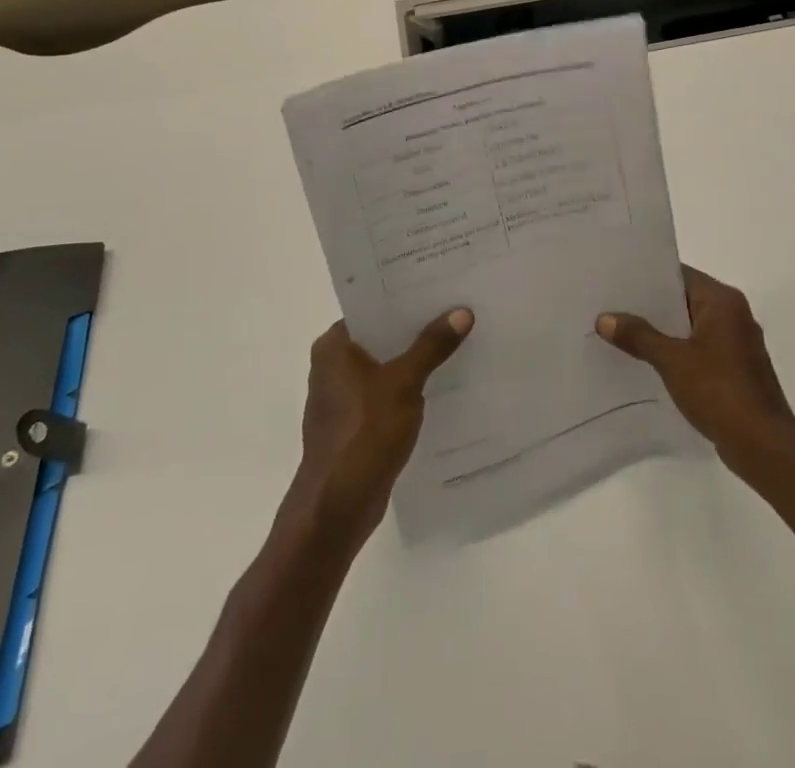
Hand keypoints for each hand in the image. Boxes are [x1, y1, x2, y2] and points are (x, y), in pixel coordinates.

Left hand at [289, 309, 473, 543]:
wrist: (337, 508)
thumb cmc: (364, 434)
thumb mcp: (404, 383)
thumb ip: (432, 346)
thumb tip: (462, 312)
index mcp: (334, 346)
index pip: (373, 307)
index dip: (406, 296)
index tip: (440, 285)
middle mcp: (333, 365)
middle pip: (382, 335)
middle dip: (417, 327)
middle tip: (458, 309)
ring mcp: (343, 396)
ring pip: (386, 365)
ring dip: (416, 358)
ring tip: (458, 341)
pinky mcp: (355, 423)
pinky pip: (387, 392)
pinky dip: (410, 386)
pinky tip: (443, 384)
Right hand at [598, 266, 794, 473]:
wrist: (764, 447)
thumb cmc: (720, 391)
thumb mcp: (672, 361)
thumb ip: (639, 336)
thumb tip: (604, 318)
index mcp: (723, 301)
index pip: (679, 275)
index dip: (647, 276)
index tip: (615, 279)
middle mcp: (733, 314)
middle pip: (684, 299)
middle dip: (650, 306)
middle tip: (610, 306)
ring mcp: (737, 343)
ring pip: (690, 326)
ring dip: (662, 331)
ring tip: (621, 333)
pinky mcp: (735, 369)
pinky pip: (698, 349)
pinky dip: (676, 352)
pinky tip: (647, 362)